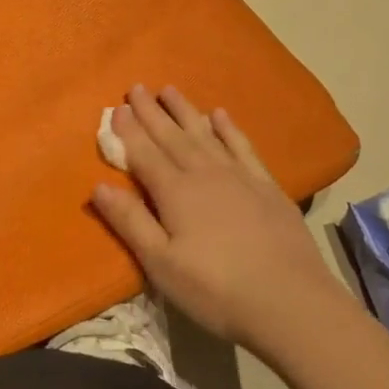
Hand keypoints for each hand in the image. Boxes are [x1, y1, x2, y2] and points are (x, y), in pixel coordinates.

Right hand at [92, 86, 341, 359]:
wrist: (291, 302)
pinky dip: (229, 129)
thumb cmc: (216, 289)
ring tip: (170, 89)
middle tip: (137, 86)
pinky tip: (221, 115)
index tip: (116, 108)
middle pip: (172, 137)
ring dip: (185, 111)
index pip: (144, 154)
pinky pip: (242, 147)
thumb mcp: (161, 263)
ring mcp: (239, 177)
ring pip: (205, 134)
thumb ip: (130, 222)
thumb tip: (98, 186)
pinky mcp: (267, 187)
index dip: (128, 131)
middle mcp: (205, 174)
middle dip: (152, 112)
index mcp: (176, 193)